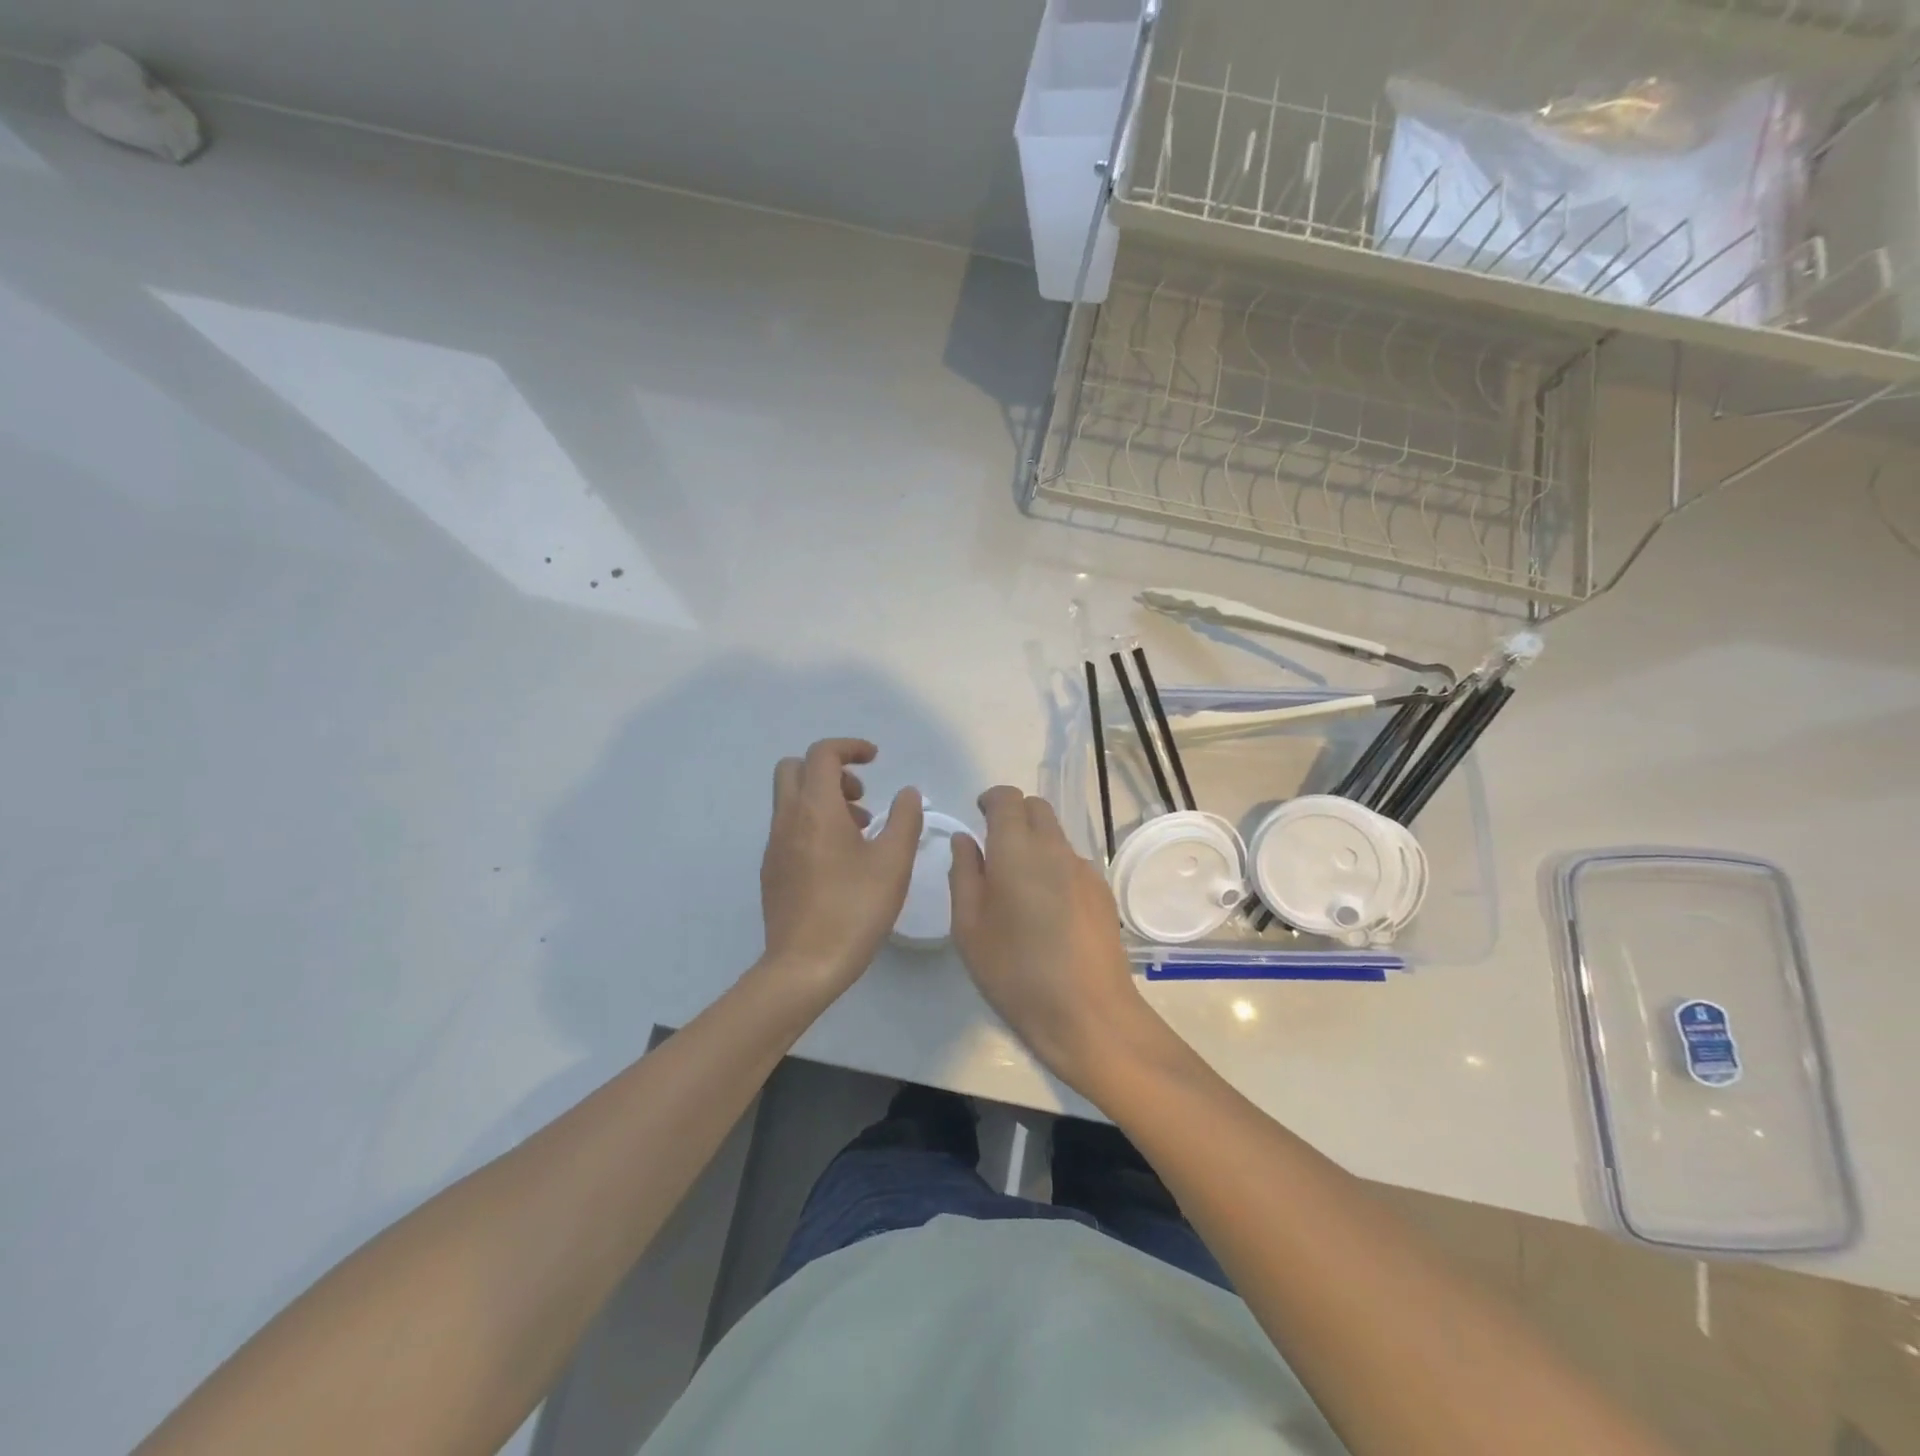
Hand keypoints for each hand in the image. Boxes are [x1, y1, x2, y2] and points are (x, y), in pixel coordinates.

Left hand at [759, 739, 922, 1003]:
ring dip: (822, 798)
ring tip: (860, 831)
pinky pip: (789, 827)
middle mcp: (788, 819)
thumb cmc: (855, 909)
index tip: (876, 759)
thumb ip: (905, 819)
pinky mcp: (772, 870)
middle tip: (861, 796)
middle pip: (795, 768)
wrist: (805, 966)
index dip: (850, 747)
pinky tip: (840, 861)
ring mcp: (774, 846)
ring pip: (791, 799)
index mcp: (816, 809)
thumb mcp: (893, 862)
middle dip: (829, 770)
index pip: (822, 754)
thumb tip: (908, 793)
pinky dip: (813, 824)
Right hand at [948, 787, 1175, 1096]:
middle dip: (1014, 815)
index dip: (991, 799)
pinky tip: (1048, 910)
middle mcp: (1054, 849)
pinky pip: (1072, 863)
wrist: (1088, 1013)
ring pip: (1056, 836)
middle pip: (1037, 808)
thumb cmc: (1015, 972)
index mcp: (1016, 850)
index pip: (1007, 799)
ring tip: (1019, 886)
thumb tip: (965, 839)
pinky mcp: (1102, 892)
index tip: (979, 815)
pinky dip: (1054, 867)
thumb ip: (964, 874)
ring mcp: (1084, 869)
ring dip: (1035, 843)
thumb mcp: (970, 927)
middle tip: (995, 847)